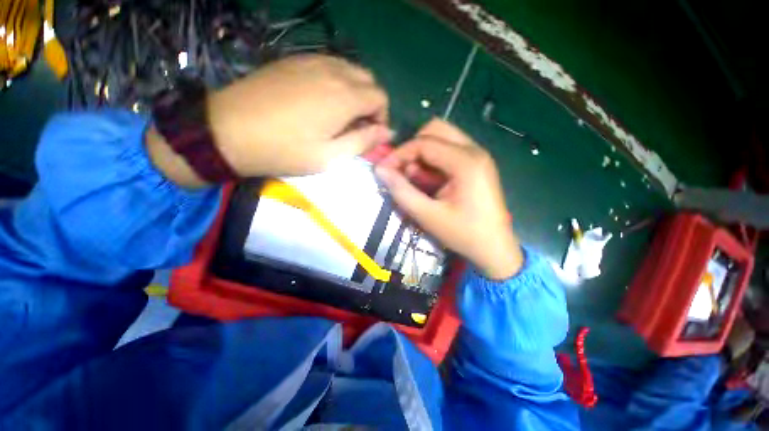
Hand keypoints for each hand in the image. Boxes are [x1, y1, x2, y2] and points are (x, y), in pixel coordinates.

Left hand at [147, 55, 390, 186]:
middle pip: (368, 80)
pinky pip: (329, 65)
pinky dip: (337, 81)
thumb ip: (363, 141)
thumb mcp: (330, 157)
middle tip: (357, 126)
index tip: (370, 135)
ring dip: (355, 91)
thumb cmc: (285, 151)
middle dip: (371, 103)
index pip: (381, 97)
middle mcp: (332, 72)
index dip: (382, 117)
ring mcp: (311, 62)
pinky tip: (322, 99)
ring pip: (350, 69)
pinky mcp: (294, 61)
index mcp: (344, 97)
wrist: (229, 131)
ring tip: (341, 115)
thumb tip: (387, 132)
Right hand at [375, 119, 523, 279]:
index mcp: (466, 162)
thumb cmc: (463, 234)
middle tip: (403, 171)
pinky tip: (430, 181)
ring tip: (416, 179)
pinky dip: (433, 161)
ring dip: (423, 154)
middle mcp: (474, 151)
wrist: (495, 249)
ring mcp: (478, 156)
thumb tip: (380, 170)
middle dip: (413, 148)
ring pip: (442, 138)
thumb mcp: (428, 216)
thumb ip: (402, 191)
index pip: (424, 142)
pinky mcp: (477, 164)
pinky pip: (449, 151)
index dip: (399, 153)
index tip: (384, 169)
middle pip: (435, 130)